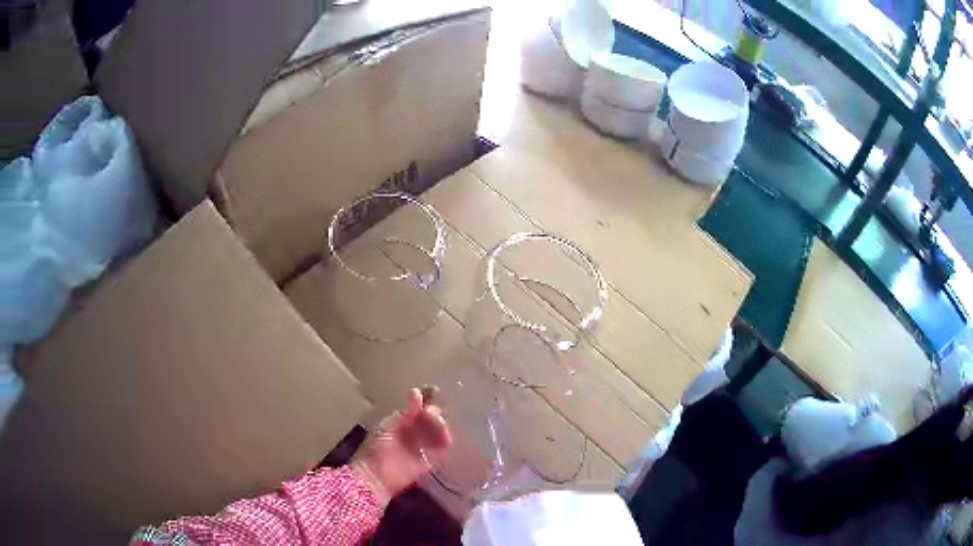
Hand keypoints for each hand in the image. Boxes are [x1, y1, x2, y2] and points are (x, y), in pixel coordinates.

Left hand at [352, 388, 452, 504]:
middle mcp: (417, 432)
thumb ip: (405, 413)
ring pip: (440, 430)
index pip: (420, 408)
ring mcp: (425, 446)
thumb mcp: (387, 427)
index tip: (434, 390)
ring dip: (440, 423)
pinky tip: (443, 432)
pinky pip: (444, 447)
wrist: (375, 476)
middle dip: (435, 411)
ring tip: (434, 418)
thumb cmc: (375, 449)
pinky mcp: (433, 460)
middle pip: (432, 418)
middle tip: (431, 409)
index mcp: (404, 422)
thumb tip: (417, 392)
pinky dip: (446, 438)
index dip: (427, 399)